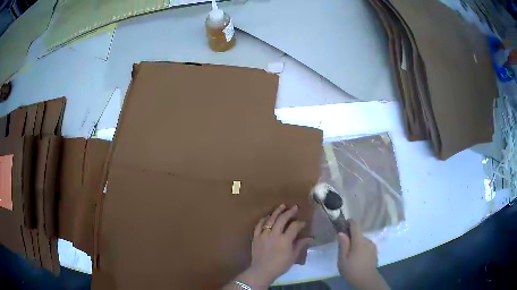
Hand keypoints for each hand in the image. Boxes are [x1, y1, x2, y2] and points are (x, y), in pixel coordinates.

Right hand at [338, 219, 388, 289]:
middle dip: (351, 239)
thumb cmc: (352, 270)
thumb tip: (341, 233)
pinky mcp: (375, 251)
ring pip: (362, 241)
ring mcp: (373, 246)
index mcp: (359, 241)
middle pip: (358, 234)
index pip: (356, 225)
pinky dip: (361, 249)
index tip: (344, 225)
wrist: (366, 279)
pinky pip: (366, 246)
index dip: (350, 222)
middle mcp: (368, 241)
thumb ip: (343, 245)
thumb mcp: (343, 259)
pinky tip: (358, 259)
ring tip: (351, 256)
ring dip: (356, 244)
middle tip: (344, 250)